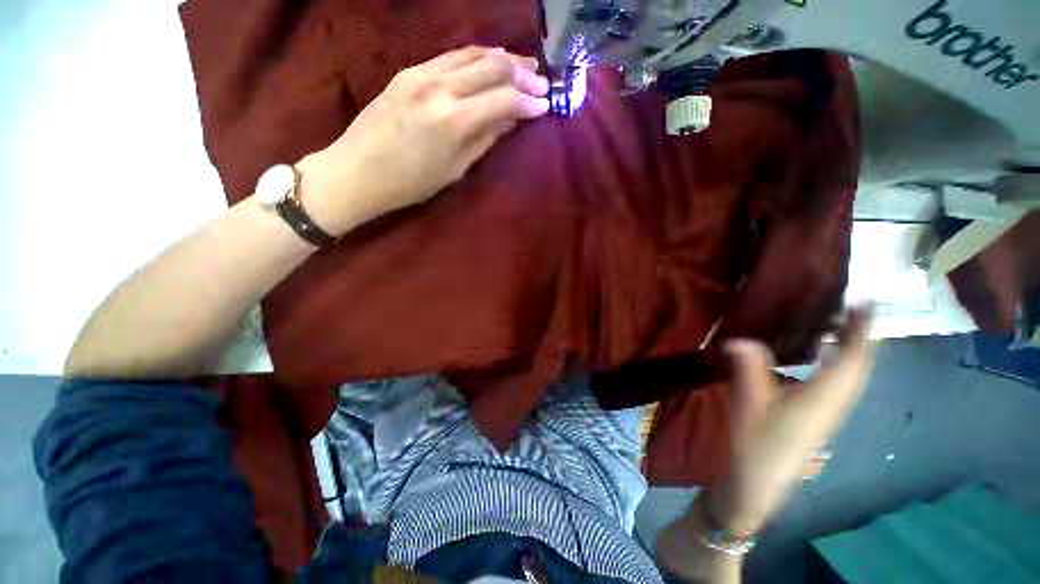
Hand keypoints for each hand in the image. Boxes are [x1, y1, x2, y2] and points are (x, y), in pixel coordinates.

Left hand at [296, 46, 549, 235]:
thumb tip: (509, 119)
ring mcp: (422, 74)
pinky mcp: (409, 71)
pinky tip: (488, 62)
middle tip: (541, 81)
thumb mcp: (455, 169)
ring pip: (473, 54)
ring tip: (522, 66)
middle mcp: (441, 88)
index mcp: (455, 121)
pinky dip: (476, 57)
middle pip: (493, 68)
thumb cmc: (411, 183)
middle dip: (522, 74)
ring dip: (502, 59)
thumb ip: (485, 139)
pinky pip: (451, 57)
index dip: (529, 101)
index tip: (545, 104)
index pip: (505, 99)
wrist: (358, 170)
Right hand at [710, 305, 876, 535]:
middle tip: (850, 306)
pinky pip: (843, 380)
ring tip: (839, 323)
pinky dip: (841, 360)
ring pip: (855, 373)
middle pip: (862, 363)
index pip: (854, 358)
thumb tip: (739, 338)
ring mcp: (832, 409)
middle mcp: (837, 401)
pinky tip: (824, 353)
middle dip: (861, 333)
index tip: (865, 301)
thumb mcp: (749, 402)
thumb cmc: (757, 441)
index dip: (862, 329)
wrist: (761, 479)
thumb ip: (748, 368)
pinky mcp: (822, 414)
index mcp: (824, 397)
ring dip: (853, 346)